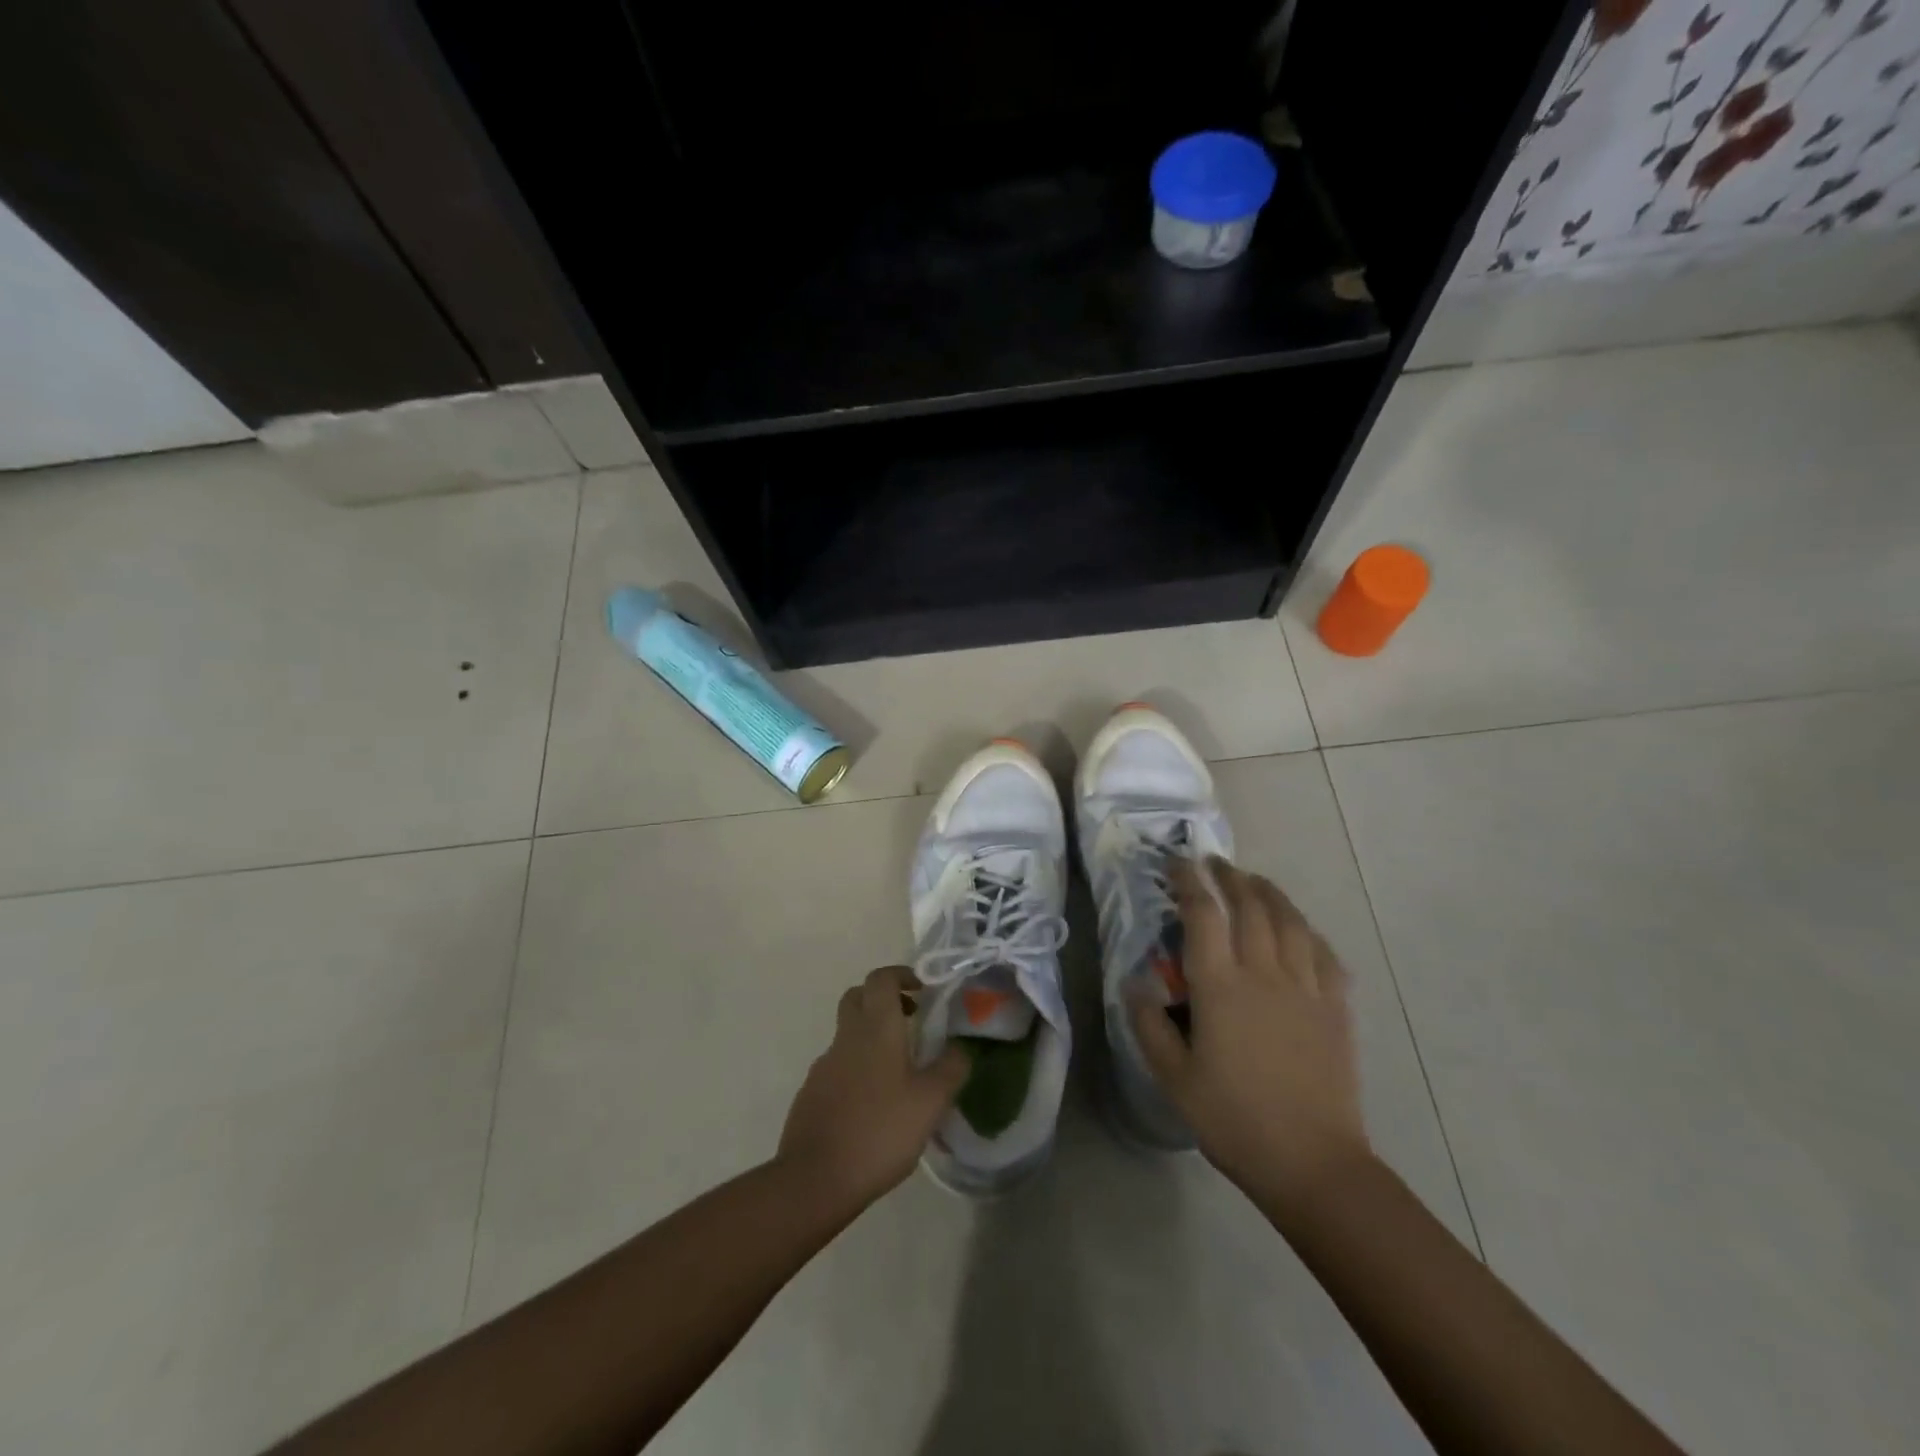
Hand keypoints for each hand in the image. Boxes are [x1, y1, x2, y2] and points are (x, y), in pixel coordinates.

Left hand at [778, 965, 968, 1205]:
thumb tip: (962, 1046)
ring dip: (872, 1037)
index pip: (881, 978)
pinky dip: (858, 1068)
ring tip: (901, 1071)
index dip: (901, 975)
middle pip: (858, 997)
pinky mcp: (812, 1092)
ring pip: (848, 1033)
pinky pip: (839, 1065)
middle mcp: (847, 1037)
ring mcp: (824, 1065)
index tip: (922, 990)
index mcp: (876, 1028)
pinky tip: (875, 1104)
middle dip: (884, 999)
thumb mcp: (931, 1102)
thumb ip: (952, 1068)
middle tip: (911, 1019)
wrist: (815, 1179)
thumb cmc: (880, 1131)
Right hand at [1129, 858, 1370, 1196]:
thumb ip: (1148, 1024)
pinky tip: (1300, 929)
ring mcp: (1306, 988)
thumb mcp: (1173, 1077)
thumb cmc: (1233, 1119)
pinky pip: (1324, 953)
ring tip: (1254, 881)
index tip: (1178, 864)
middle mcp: (1264, 974)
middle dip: (1230, 877)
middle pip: (1250, 906)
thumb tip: (1135, 982)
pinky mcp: (1335, 1007)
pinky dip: (1308, 930)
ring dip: (1269, 893)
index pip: (1203, 915)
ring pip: (1290, 921)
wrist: (1312, 1162)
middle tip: (1215, 863)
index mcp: (1220, 986)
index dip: (1189, 883)